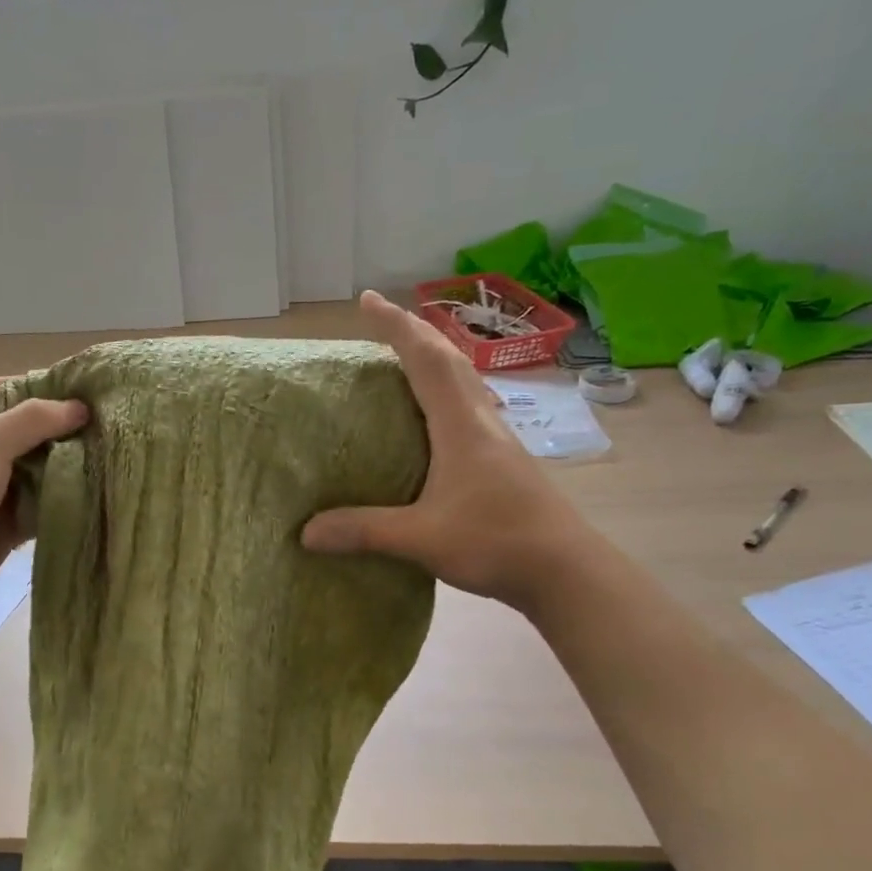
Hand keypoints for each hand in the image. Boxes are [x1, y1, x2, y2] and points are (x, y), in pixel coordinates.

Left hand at [0, 378, 85, 621]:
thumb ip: (32, 421)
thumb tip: (80, 407)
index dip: (30, 385)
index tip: (74, 389)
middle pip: (23, 433)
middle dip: (60, 430)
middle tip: (106, 427)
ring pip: (36, 473)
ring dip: (66, 468)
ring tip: (110, 459)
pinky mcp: (4, 528)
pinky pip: (39, 510)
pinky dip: (62, 504)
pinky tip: (95, 498)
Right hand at [302, 291, 585, 610]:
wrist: (565, 569)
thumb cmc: (496, 541)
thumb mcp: (422, 538)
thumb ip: (364, 531)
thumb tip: (305, 532)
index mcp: (461, 424)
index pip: (425, 359)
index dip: (395, 326)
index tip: (367, 300)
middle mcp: (481, 420)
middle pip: (448, 359)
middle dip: (413, 332)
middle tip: (381, 319)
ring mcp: (497, 439)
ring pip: (464, 380)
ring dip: (434, 357)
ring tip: (405, 356)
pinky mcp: (503, 460)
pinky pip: (469, 406)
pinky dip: (445, 390)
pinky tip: (434, 415)